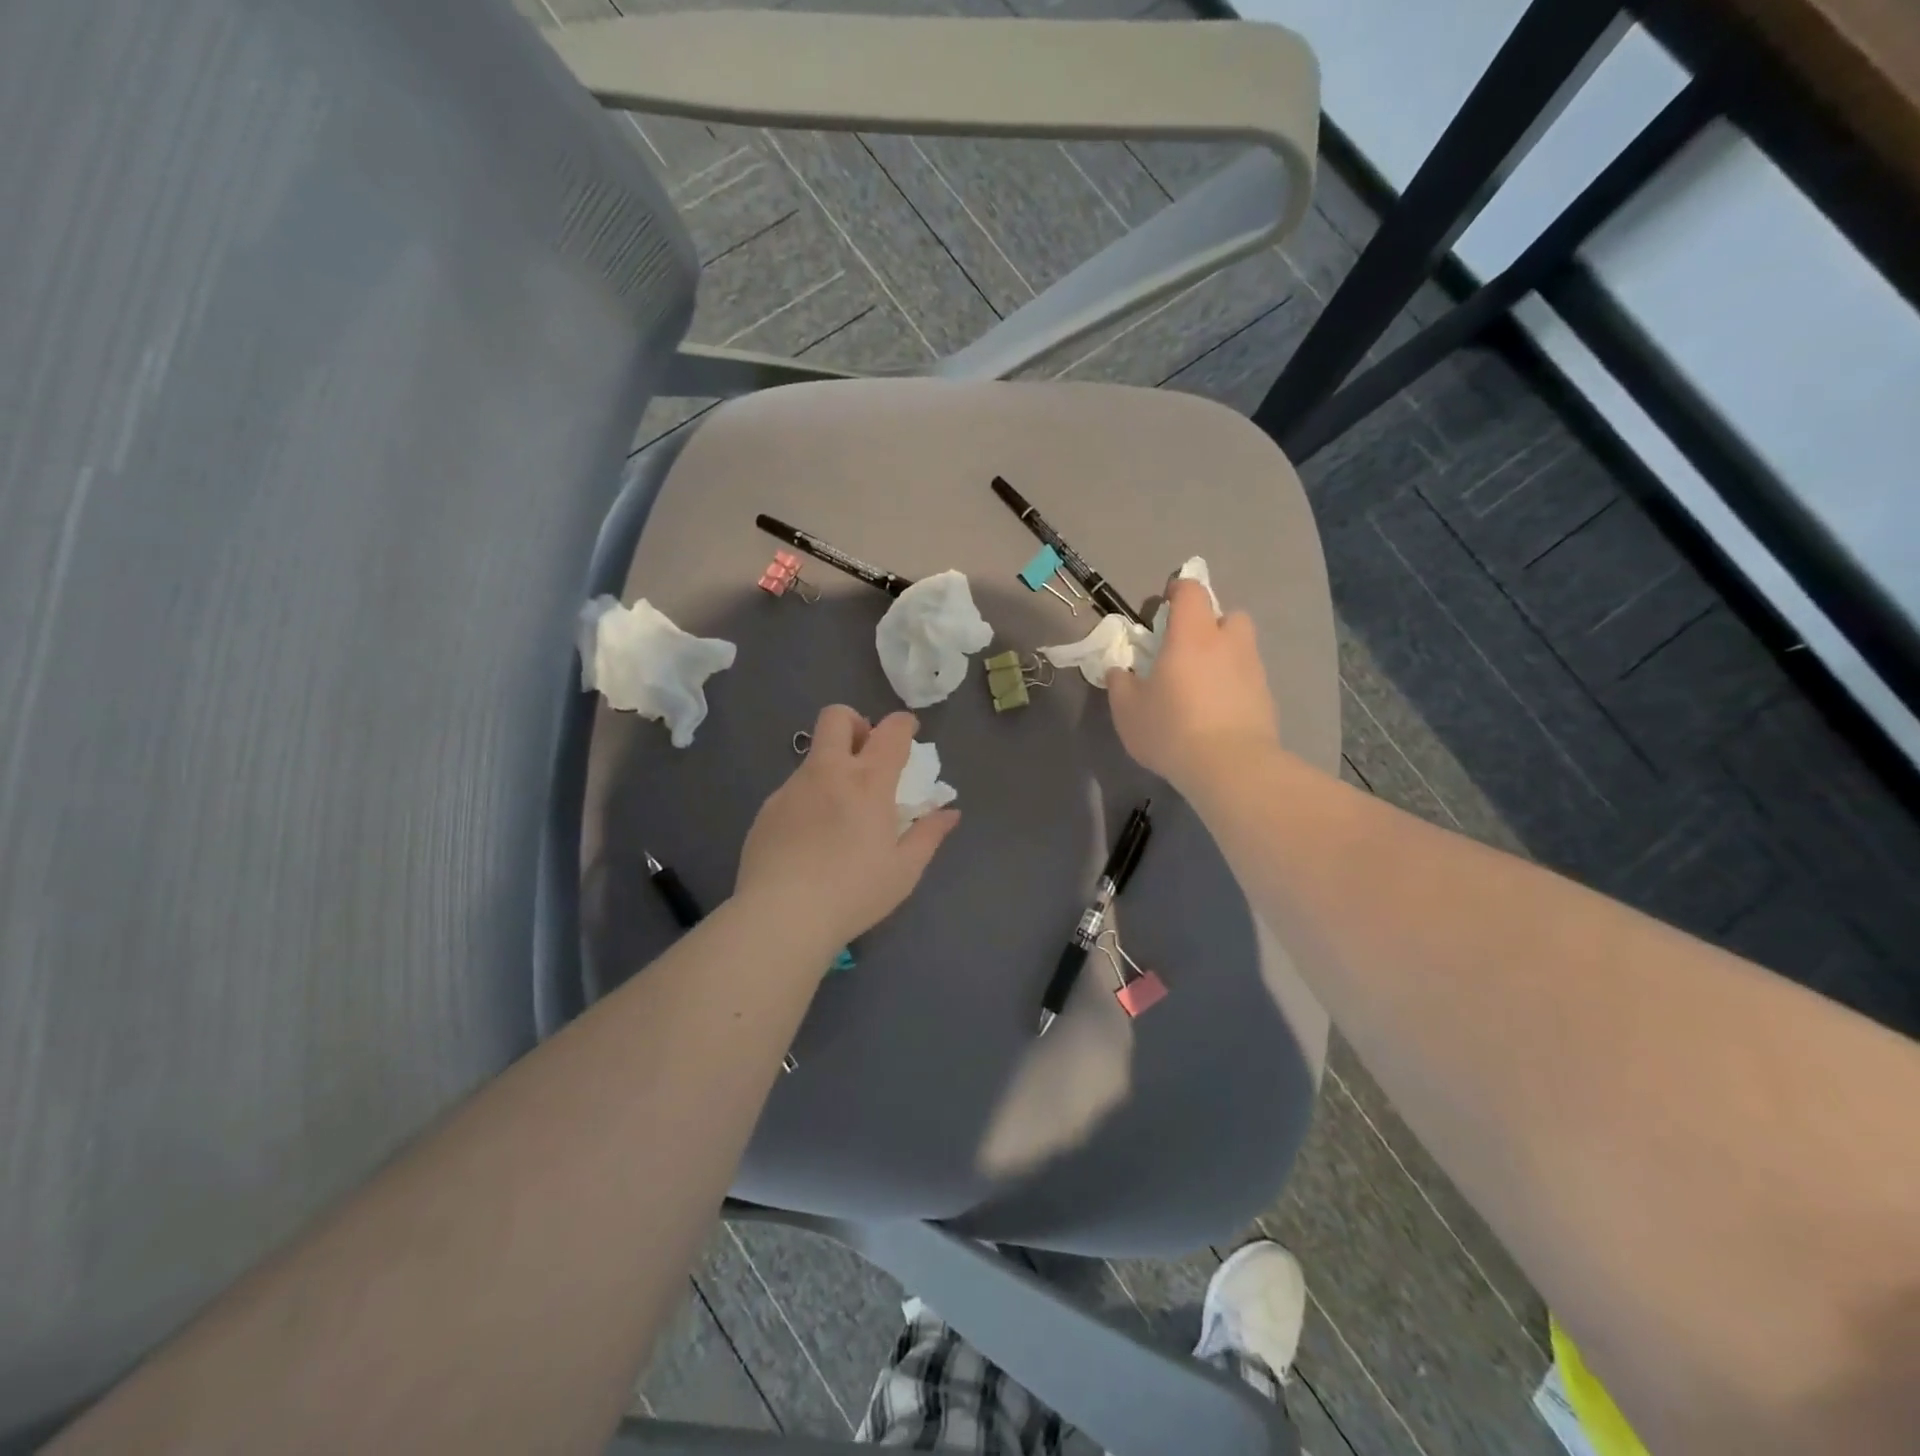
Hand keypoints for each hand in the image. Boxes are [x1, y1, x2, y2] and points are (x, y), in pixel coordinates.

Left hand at [735, 706, 959, 948]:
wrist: (781, 915)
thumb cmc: (853, 892)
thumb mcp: (904, 870)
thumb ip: (928, 835)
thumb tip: (949, 813)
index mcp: (868, 782)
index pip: (891, 731)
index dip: (903, 724)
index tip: (908, 733)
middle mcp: (828, 772)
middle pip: (836, 718)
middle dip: (855, 723)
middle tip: (865, 755)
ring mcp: (792, 788)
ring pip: (814, 757)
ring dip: (832, 768)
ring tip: (840, 815)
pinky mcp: (767, 809)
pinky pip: (794, 790)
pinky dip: (809, 800)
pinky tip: (811, 840)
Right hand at [1108, 578, 1280, 792]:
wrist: (1230, 767)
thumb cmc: (1171, 729)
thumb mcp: (1127, 710)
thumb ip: (1120, 684)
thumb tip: (1119, 671)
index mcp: (1192, 635)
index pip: (1191, 591)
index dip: (1178, 590)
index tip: (1163, 606)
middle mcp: (1228, 643)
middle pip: (1228, 615)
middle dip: (1210, 625)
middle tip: (1187, 650)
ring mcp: (1253, 670)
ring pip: (1241, 648)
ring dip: (1224, 656)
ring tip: (1202, 685)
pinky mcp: (1267, 698)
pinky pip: (1248, 679)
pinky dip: (1234, 686)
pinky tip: (1218, 713)